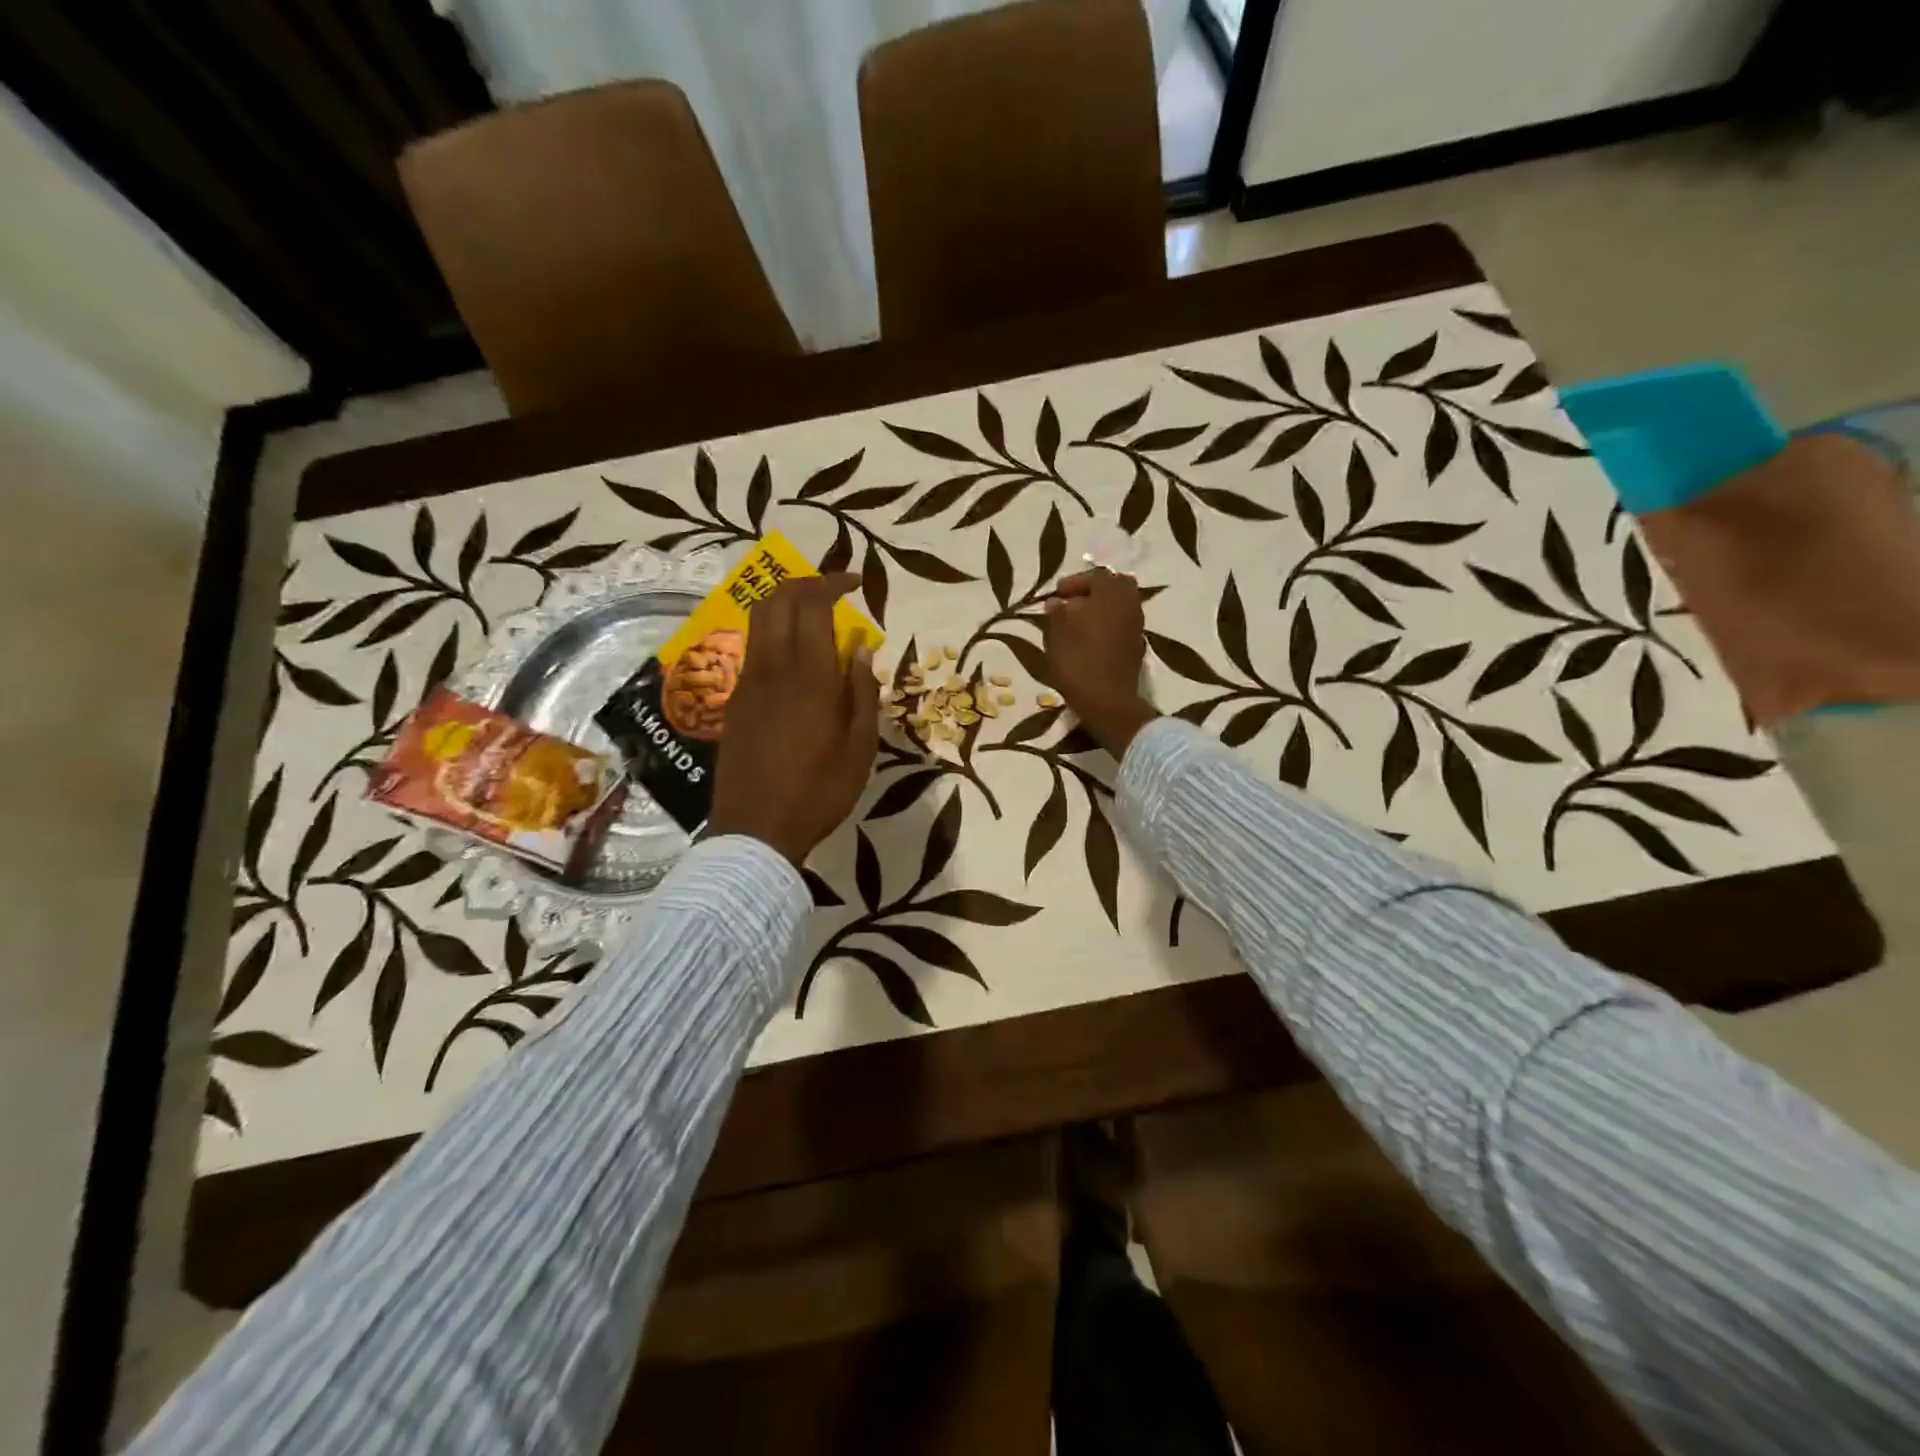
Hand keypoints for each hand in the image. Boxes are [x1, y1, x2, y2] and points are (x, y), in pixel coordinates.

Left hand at [707, 574, 878, 866]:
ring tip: (814, 616)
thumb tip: (861, 650)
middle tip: (832, 590)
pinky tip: (795, 656)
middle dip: (804, 582)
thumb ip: (862, 693)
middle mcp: (772, 669)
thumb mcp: (860, 749)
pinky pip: (753, 649)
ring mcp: (746, 683)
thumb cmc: (819, 793)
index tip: (857, 583)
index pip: (812, 606)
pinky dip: (774, 633)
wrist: (755, 831)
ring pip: (758, 620)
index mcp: (809, 679)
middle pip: (776, 600)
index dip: (832, 583)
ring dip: (784, 604)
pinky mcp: (734, 700)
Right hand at [1043, 568, 1158, 756]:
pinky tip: (1090, 638)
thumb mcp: (1056, 633)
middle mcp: (1129, 604)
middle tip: (1072, 603)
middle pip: (1114, 587)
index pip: (1095, 576)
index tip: (1056, 594)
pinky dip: (1107, 625)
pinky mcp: (1136, 646)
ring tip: (1077, 622)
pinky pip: (1121, 625)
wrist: (1107, 701)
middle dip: (1093, 591)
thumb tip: (1056, 602)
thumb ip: (1056, 612)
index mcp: (1111, 594)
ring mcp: (1136, 626)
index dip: (1073, 582)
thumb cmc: (1078, 661)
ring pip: (1119, 606)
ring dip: (1100, 609)